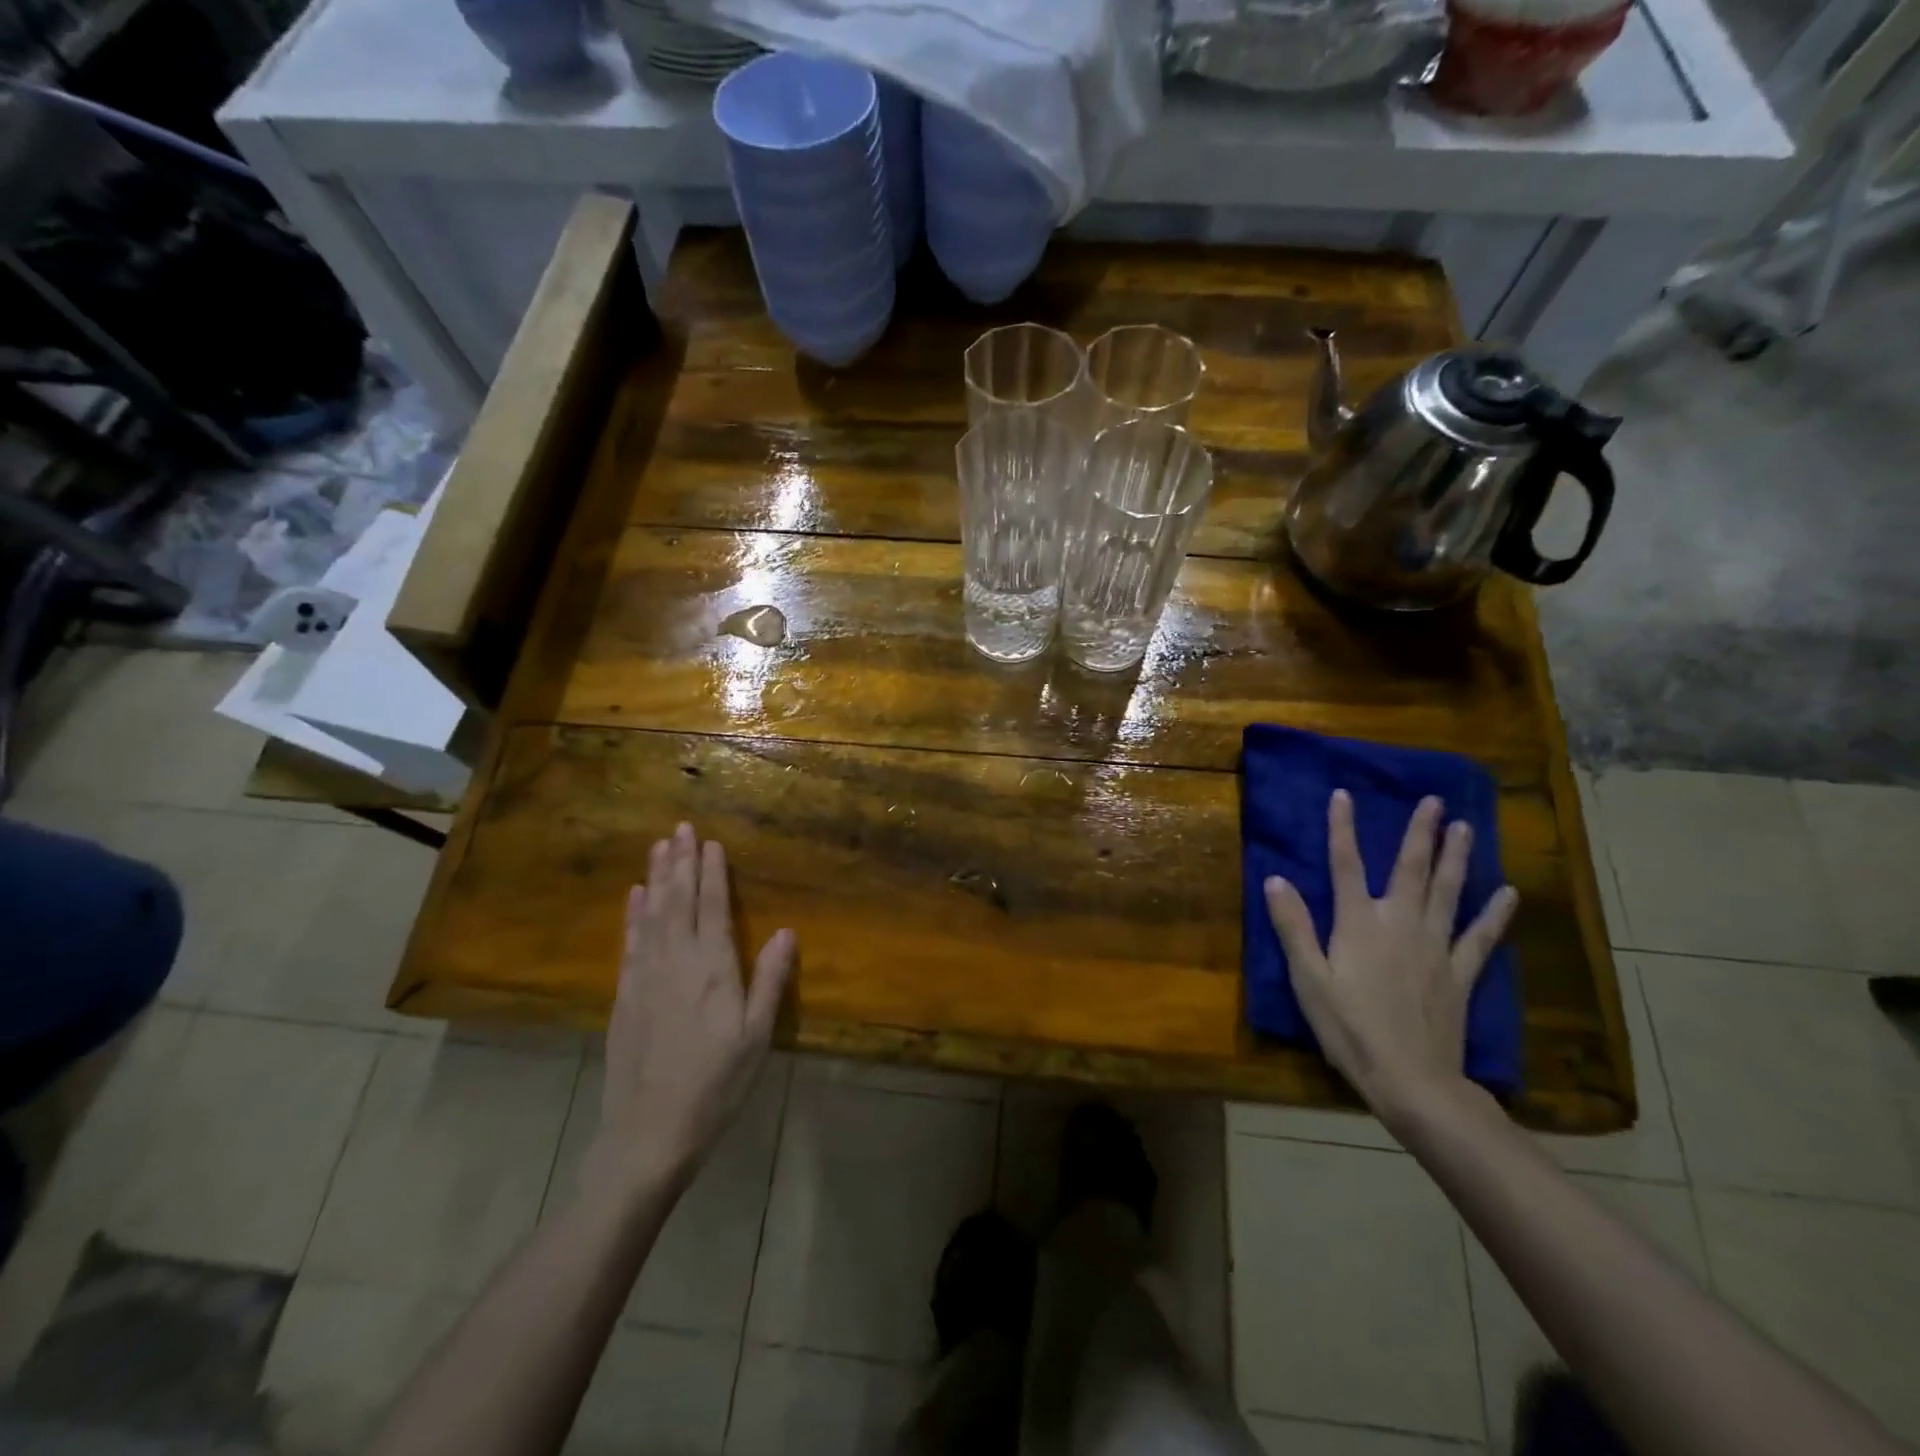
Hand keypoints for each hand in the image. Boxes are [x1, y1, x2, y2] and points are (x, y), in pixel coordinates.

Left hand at [585, 823, 795, 1201]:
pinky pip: (630, 943)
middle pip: (679, 902)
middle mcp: (677, 962)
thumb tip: (787, 931)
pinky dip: (632, 915)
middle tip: (680, 827)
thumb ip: (771, 980)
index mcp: (713, 970)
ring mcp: (645, 978)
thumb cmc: (716, 1085)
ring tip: (658, 846)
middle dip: (681, 863)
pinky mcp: (625, 996)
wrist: (649, 1134)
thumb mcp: (757, 1037)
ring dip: (656, 878)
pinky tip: (634, 896)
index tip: (710, 842)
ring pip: (652, 915)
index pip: (713, 908)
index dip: (712, 873)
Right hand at [1264, 790, 1516, 1120]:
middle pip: (1410, 869)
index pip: (1346, 864)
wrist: (1411, 1079)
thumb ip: (1294, 927)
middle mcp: (1400, 923)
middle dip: (1419, 832)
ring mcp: (1435, 947)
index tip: (1343, 795)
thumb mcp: (1308, 979)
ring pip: (1447, 892)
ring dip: (1456, 857)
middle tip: (1432, 800)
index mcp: (1358, 923)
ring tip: (1464, 827)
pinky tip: (1507, 893)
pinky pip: (1480, 936)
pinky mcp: (1459, 973)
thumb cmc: (1349, 1028)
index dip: (1343, 828)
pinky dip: (1494, 913)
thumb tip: (1275, 879)